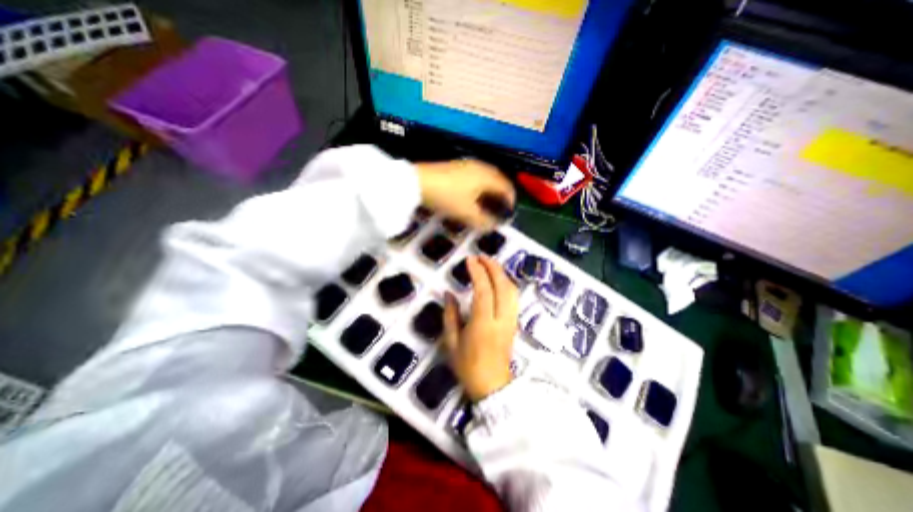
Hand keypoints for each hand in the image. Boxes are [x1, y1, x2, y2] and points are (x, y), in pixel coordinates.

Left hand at [417, 160, 515, 230]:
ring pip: (487, 176)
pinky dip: (480, 185)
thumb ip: (483, 222)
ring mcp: (467, 164)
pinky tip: (473, 194)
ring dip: (491, 189)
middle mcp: (480, 167)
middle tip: (501, 207)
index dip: (511, 200)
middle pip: (498, 179)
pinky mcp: (456, 166)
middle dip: (502, 194)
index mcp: (486, 177)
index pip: (506, 187)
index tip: (509, 212)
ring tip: (488, 202)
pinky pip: (476, 175)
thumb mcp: (467, 213)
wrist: (418, 182)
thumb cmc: (446, 196)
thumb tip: (493, 226)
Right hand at [445, 253, 520, 399]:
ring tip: (490, 264)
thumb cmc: (468, 366)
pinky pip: (514, 298)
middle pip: (503, 286)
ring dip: (502, 274)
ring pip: (512, 291)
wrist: (493, 387)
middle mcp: (501, 319)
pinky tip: (499, 279)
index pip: (484, 291)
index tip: (470, 260)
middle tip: (481, 256)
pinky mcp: (515, 323)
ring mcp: (511, 320)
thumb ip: (450, 315)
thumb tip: (448, 294)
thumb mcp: (452, 342)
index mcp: (483, 324)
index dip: (478, 272)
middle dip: (493, 267)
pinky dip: (507, 283)